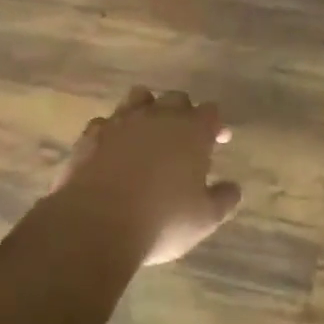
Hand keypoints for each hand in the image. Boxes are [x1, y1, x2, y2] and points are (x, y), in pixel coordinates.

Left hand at [53, 86, 241, 265]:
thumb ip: (223, 199)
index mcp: (191, 131)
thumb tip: (233, 187)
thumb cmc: (161, 221)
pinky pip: (105, 122)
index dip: (216, 124)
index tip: (219, 139)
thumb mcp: (205, 219)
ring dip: (147, 110)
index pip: (210, 112)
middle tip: (185, 137)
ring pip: (138, 98)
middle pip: (176, 98)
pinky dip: (113, 131)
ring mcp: (120, 122)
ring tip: (148, 133)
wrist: (95, 225)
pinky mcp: (90, 136)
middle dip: (184, 112)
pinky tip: (113, 148)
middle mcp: (157, 117)